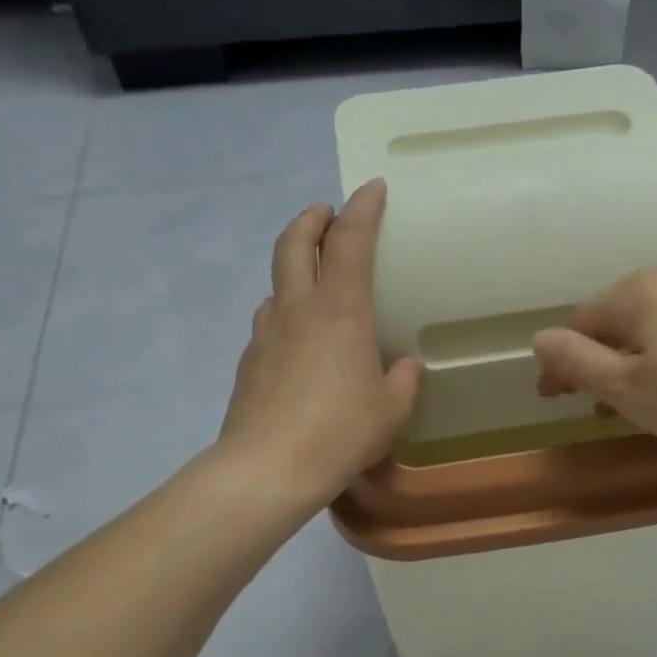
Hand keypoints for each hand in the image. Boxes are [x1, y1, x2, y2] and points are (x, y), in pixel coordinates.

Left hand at [218, 179, 421, 503]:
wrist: (269, 469)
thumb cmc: (341, 433)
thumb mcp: (390, 410)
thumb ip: (402, 381)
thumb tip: (407, 366)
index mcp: (341, 311)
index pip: (351, 241)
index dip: (363, 209)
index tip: (372, 188)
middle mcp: (298, 310)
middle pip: (295, 243)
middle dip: (312, 219)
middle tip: (326, 212)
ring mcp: (266, 333)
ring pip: (276, 283)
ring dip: (294, 268)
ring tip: (313, 282)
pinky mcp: (248, 362)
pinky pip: (269, 322)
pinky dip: (285, 314)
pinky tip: (297, 342)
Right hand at [532, 267, 656, 446]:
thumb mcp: (627, 388)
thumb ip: (577, 363)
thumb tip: (539, 339)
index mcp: (634, 292)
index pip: (579, 322)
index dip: (559, 362)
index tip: (552, 397)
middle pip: (616, 318)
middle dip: (597, 359)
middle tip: (592, 402)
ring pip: (652, 324)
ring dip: (632, 358)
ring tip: (633, 398)